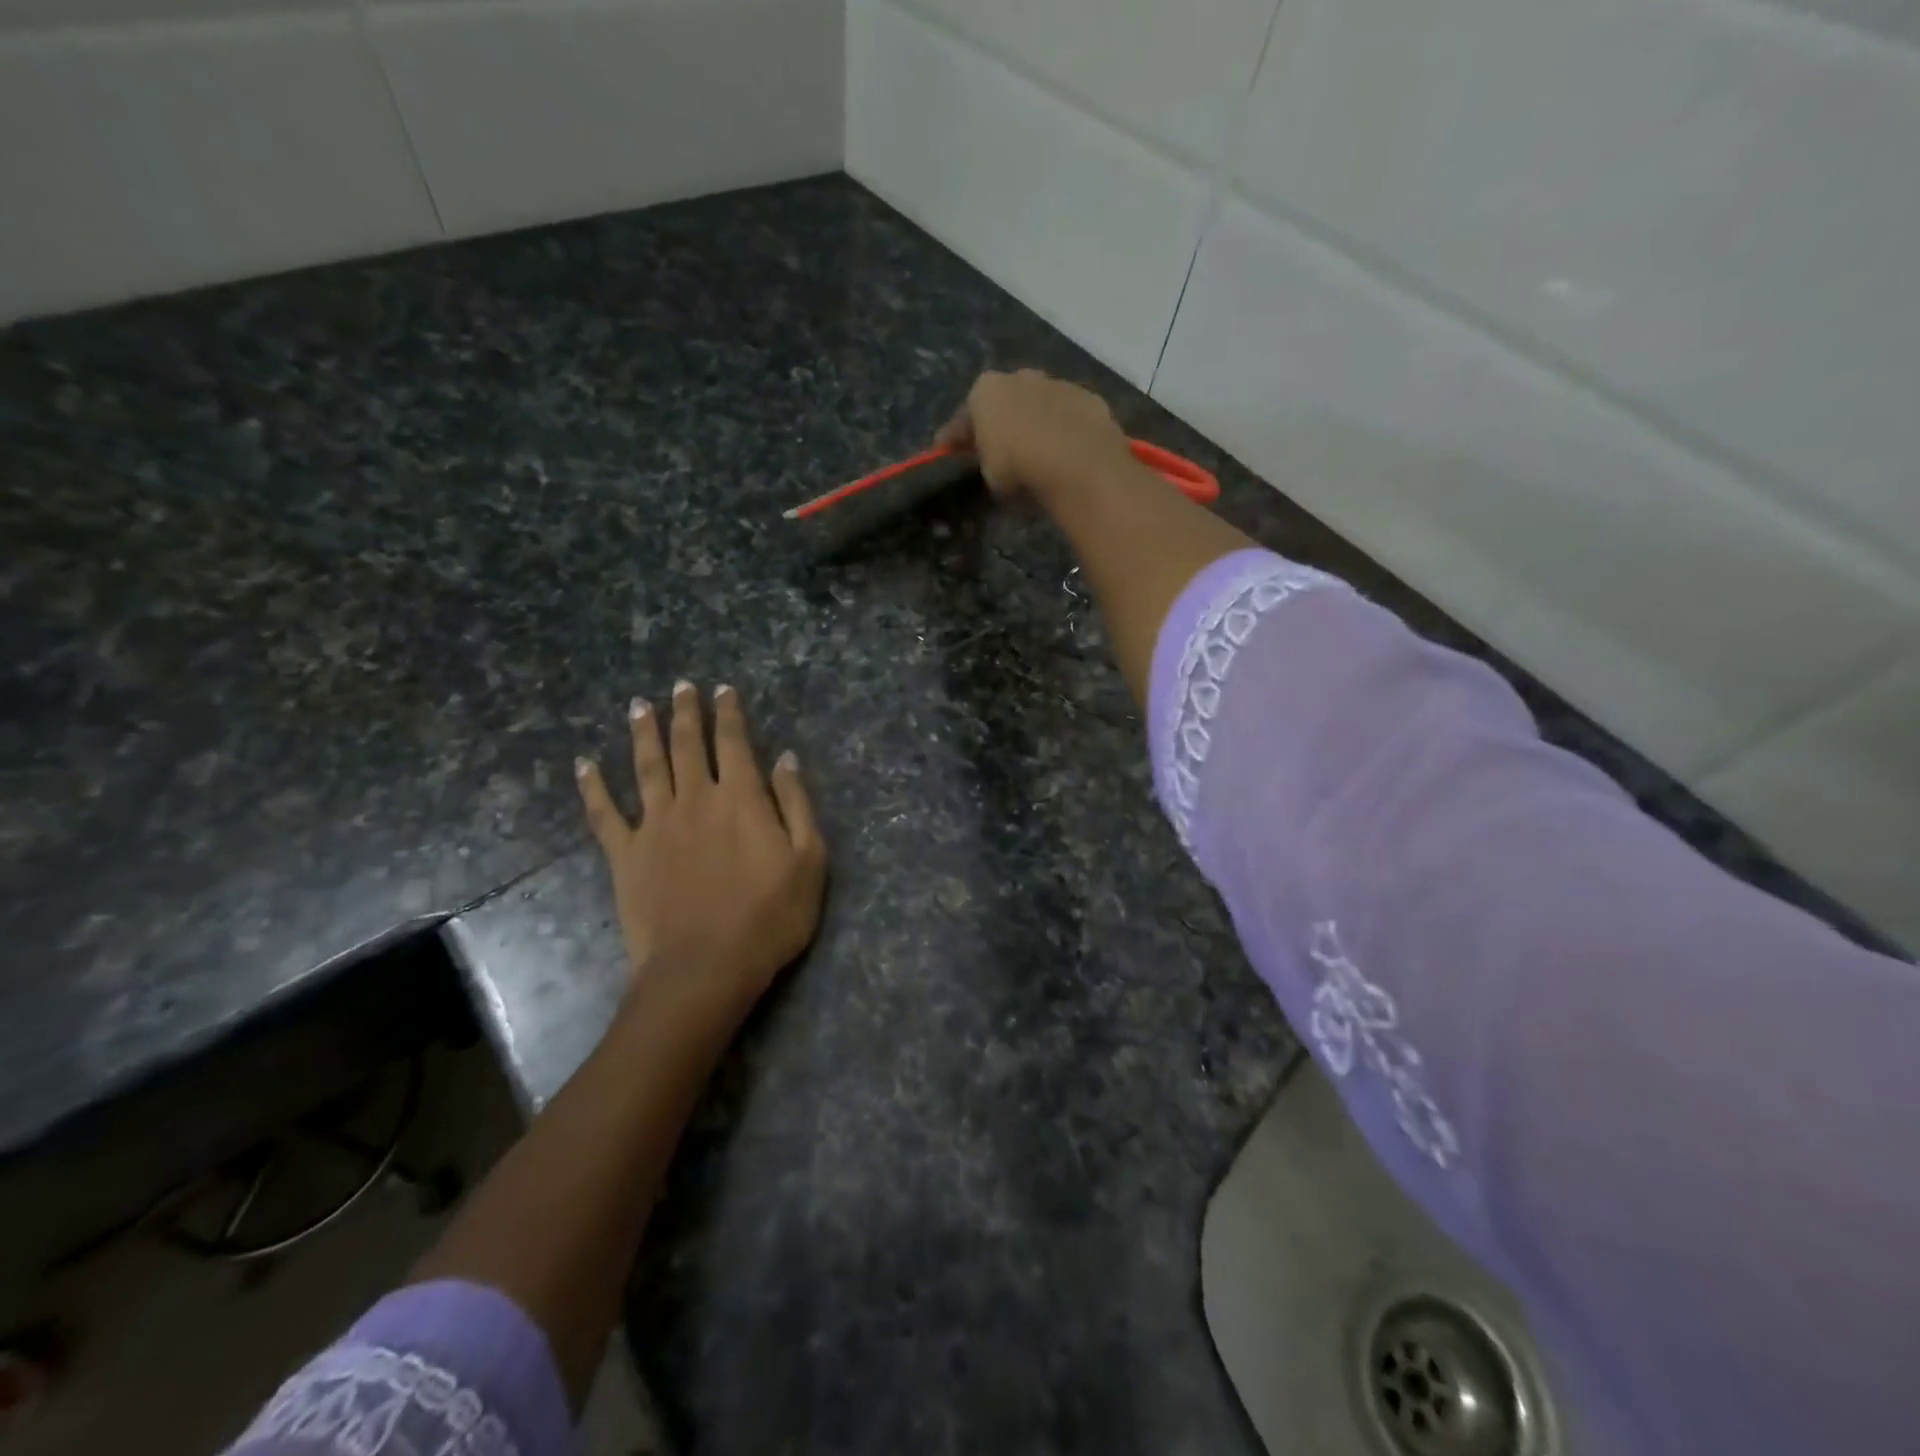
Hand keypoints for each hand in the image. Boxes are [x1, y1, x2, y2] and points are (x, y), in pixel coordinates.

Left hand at [575, 682, 826, 1038]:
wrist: (704, 968)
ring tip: (639, 706)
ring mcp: (655, 825)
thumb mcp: (809, 860)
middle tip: (681, 686)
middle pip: (687, 745)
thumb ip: (796, 804)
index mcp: (740, 797)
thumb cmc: (769, 917)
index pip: (733, 742)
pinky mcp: (626, 854)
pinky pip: (604, 813)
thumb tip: (785, 757)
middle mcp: (694, 799)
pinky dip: (592, 787)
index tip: (723, 689)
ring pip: (646, 766)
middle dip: (686, 712)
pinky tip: (583, 765)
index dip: (729, 713)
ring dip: (643, 733)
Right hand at [933, 368, 1138, 500]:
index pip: (964, 416)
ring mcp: (1058, 384)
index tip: (947, 454)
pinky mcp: (1090, 399)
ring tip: (1037, 451)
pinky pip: (1069, 418)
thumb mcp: (988, 473)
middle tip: (997, 449)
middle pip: (1004, 403)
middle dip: (999, 422)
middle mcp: (1021, 377)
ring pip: (1040, 405)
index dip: (954, 438)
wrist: (1077, 460)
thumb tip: (987, 460)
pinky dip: (1065, 431)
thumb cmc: (1018, 465)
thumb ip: (983, 460)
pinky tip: (1066, 451)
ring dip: (1035, 423)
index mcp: (986, 389)